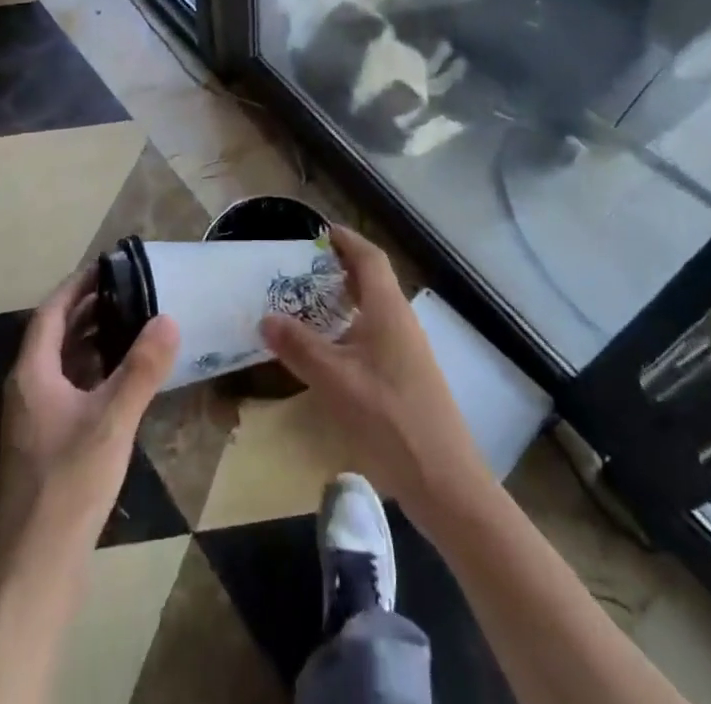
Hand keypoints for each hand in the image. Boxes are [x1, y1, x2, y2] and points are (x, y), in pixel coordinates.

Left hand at [0, 271, 178, 583]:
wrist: (34, 573)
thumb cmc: (68, 486)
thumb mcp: (112, 422)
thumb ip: (141, 369)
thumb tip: (168, 318)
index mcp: (32, 375)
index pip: (51, 313)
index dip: (77, 286)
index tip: (107, 265)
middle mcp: (27, 391)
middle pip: (55, 336)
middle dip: (88, 310)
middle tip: (128, 291)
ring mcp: (33, 422)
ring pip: (62, 366)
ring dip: (91, 342)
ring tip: (130, 325)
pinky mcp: (45, 447)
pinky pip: (68, 391)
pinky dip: (92, 374)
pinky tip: (121, 383)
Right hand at [261, 226, 491, 523]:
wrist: (443, 479)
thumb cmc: (389, 418)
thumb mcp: (335, 380)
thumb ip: (300, 346)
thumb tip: (266, 317)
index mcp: (388, 309)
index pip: (369, 258)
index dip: (346, 240)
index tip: (319, 230)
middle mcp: (401, 320)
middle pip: (373, 280)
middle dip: (340, 268)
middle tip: (302, 269)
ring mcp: (408, 349)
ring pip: (375, 309)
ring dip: (345, 300)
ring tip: (309, 304)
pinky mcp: (408, 375)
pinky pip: (376, 333)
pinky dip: (352, 327)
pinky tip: (332, 351)